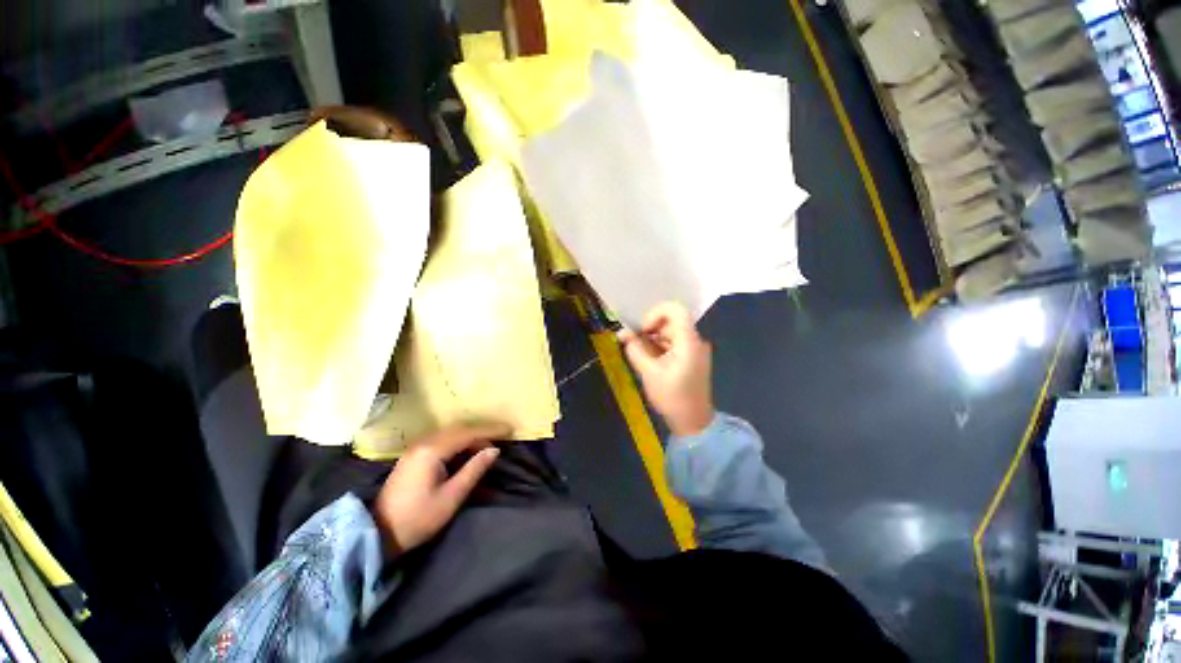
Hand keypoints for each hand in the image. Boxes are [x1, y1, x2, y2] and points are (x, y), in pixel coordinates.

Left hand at [373, 423, 509, 553]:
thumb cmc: (417, 519)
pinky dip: (457, 442)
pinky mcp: (412, 456)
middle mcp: (423, 443)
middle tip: (500, 439)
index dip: (490, 430)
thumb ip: (474, 470)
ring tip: (486, 447)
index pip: (467, 433)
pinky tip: (466, 451)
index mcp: (431, 451)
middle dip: (481, 432)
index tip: (509, 430)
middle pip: (458, 430)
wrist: (377, 534)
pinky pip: (441, 440)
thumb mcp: (451, 497)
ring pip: (449, 434)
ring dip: (469, 437)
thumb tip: (494, 450)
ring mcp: (415, 449)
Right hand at [619, 302, 714, 435]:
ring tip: (642, 357)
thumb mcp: (649, 373)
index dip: (655, 314)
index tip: (643, 331)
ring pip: (670, 333)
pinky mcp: (692, 358)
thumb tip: (622, 333)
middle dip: (650, 330)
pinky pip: (674, 343)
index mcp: (689, 341)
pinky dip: (660, 347)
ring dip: (653, 340)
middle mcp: (695, 340)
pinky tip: (651, 362)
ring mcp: (695, 349)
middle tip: (635, 345)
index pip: (675, 310)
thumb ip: (635, 349)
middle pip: (671, 322)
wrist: (693, 422)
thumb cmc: (672, 397)